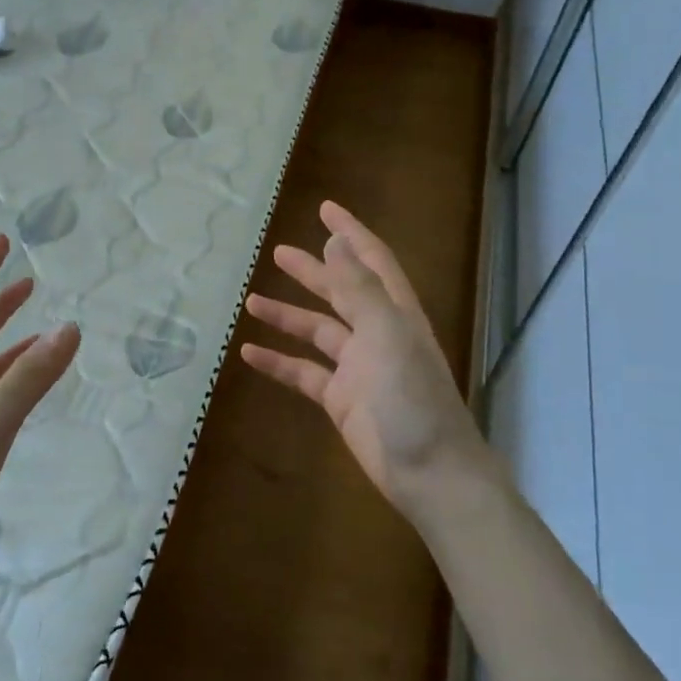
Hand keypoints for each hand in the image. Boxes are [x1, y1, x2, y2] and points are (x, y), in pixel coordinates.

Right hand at [240, 201, 495, 519]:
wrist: (430, 471)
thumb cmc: (412, 397)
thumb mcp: (386, 333)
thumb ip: (358, 288)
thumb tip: (335, 243)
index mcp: (395, 313)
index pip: (372, 260)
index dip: (350, 233)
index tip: (324, 209)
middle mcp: (377, 334)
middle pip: (339, 291)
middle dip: (311, 271)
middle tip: (278, 252)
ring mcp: (357, 367)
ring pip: (316, 331)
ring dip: (287, 316)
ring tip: (251, 302)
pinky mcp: (340, 399)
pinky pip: (303, 372)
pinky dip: (278, 362)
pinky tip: (250, 354)